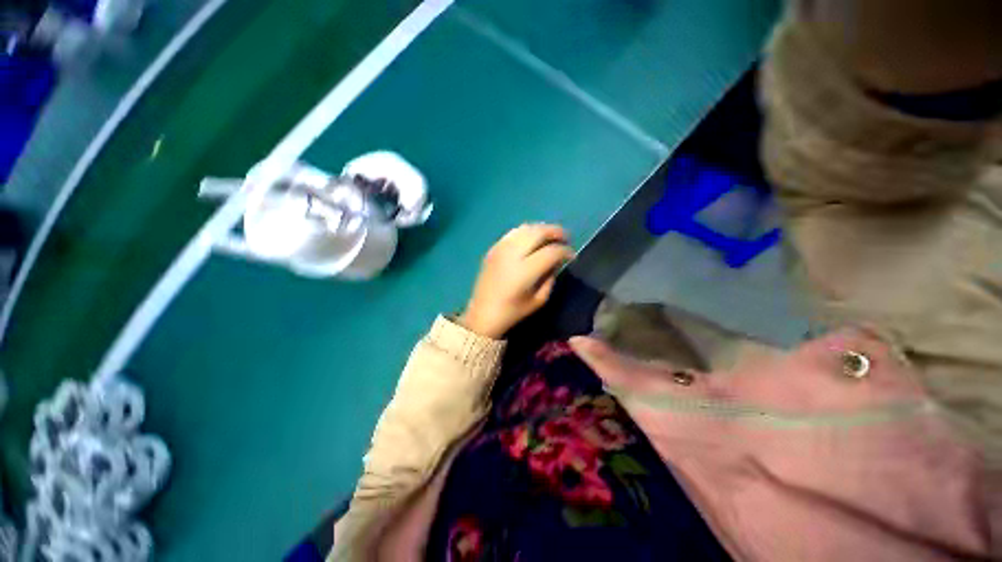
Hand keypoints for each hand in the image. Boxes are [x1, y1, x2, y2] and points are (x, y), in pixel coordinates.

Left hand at [459, 224, 574, 338]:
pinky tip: (532, 239)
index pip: (551, 252)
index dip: (565, 251)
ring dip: (542, 229)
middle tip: (565, 237)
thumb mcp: (538, 300)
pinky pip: (513, 233)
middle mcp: (512, 255)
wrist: (482, 313)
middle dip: (556, 231)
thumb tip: (556, 261)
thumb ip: (550, 278)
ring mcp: (500, 249)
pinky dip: (527, 232)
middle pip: (538, 232)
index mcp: (524, 271)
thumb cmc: (512, 311)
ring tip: (551, 236)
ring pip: (525, 228)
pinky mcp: (493, 249)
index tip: (572, 255)